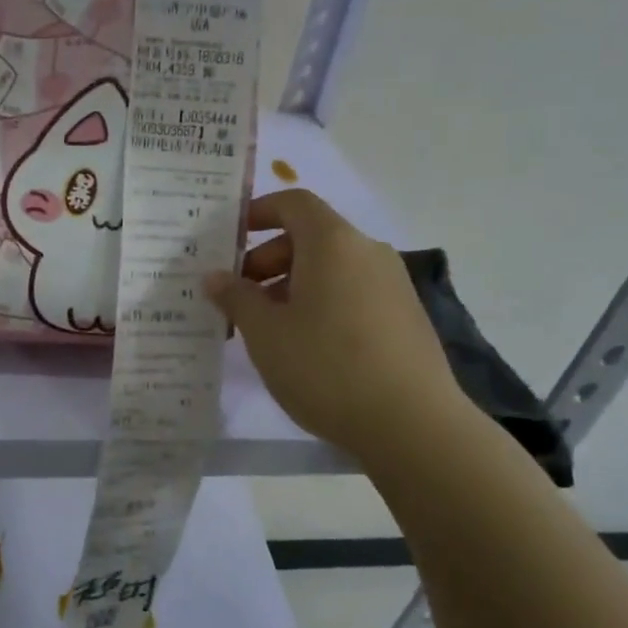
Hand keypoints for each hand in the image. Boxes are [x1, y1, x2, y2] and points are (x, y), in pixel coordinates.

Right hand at [205, 189, 475, 461]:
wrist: (412, 424)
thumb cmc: (326, 367)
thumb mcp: (266, 333)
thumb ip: (236, 297)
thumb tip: (215, 276)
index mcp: (333, 243)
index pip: (293, 203)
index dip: (258, 213)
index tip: (229, 240)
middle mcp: (367, 251)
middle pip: (310, 237)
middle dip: (267, 260)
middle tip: (237, 299)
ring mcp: (392, 284)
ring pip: (330, 269)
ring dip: (291, 286)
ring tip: (266, 329)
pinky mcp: (405, 316)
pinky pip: (351, 293)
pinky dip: (321, 304)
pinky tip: (305, 347)